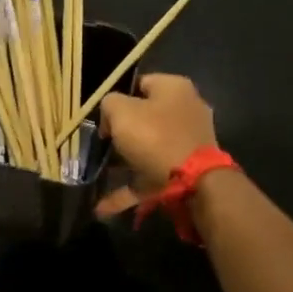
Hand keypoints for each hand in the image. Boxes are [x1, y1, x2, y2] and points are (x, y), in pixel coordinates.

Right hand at [96, 74, 217, 215]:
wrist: (192, 183)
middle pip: (146, 117)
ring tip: (100, 173)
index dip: (117, 98)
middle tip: (102, 143)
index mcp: (174, 88)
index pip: (140, 84)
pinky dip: (129, 189)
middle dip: (123, 132)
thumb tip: (111, 113)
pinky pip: (151, 176)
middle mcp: (186, 110)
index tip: (102, 117)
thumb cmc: (154, 136)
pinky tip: (103, 207)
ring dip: (125, 162)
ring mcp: (189, 143)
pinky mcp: (186, 171)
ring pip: (149, 149)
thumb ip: (109, 104)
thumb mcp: (121, 111)